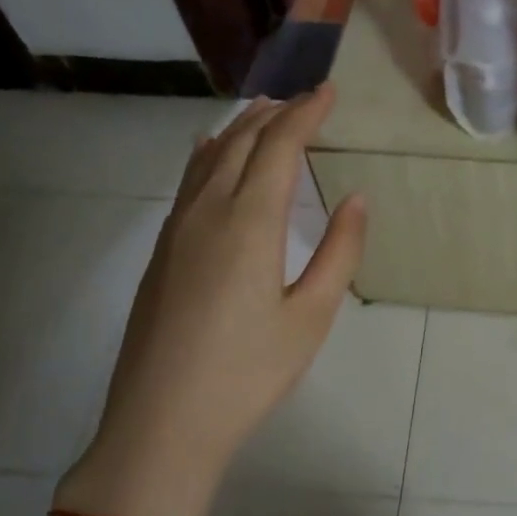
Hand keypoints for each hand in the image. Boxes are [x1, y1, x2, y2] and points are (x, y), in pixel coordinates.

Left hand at [55, 88, 366, 515]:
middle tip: (306, 98)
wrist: (160, 424)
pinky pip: (189, 181)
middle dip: (276, 114)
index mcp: (249, 223)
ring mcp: (176, 230)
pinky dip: (210, 154)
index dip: (306, 113)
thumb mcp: (311, 317)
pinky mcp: (161, 251)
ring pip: (210, 158)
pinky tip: (212, 151)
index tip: (329, 91)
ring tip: (265, 110)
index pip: (279, 146)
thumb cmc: (248, 373)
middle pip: (242, 142)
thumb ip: (339, 252)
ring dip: (241, 128)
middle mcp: (207, 212)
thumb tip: (356, 198)